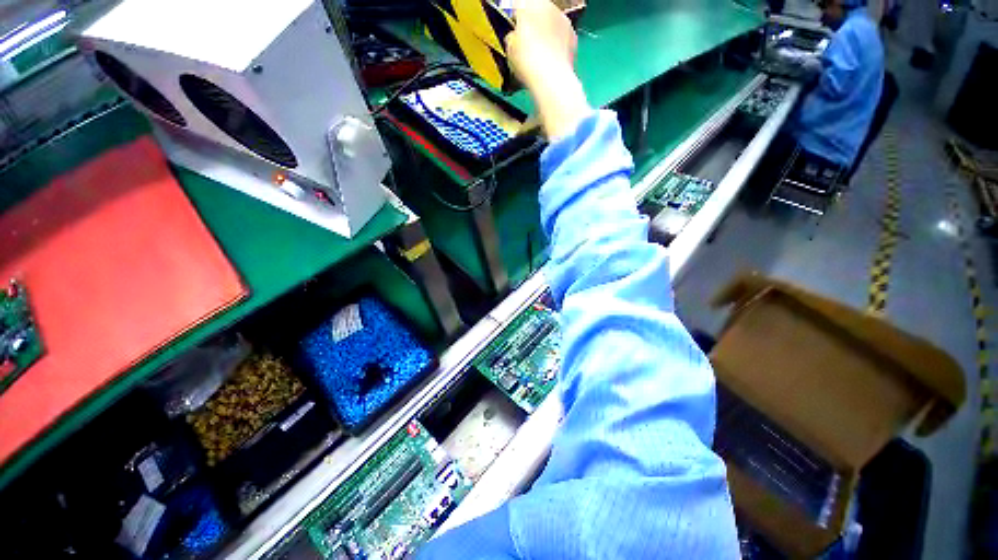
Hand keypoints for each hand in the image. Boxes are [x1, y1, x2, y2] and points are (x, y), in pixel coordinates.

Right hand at [505, 0, 576, 90]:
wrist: (551, 79)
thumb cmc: (528, 62)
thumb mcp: (510, 49)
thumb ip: (512, 37)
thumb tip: (514, 38)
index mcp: (528, 4)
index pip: (518, 4)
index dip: (515, 18)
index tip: (514, 30)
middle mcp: (548, 6)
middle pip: (537, 11)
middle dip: (532, 25)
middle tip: (526, 46)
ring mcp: (563, 20)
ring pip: (551, 23)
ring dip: (545, 35)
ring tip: (539, 56)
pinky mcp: (573, 35)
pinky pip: (562, 36)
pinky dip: (557, 45)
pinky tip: (549, 61)